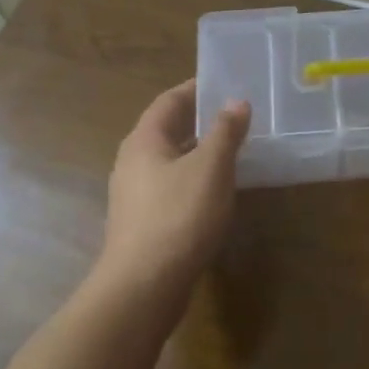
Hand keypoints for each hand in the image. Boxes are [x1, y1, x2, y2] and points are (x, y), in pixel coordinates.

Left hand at [101, 79, 249, 301]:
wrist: (144, 285)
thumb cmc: (179, 215)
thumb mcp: (211, 167)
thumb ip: (225, 132)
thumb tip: (236, 102)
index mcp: (144, 140)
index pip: (169, 101)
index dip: (196, 89)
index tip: (224, 83)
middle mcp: (132, 162)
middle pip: (166, 129)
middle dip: (199, 120)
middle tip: (235, 116)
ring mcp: (133, 195)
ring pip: (169, 161)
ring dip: (198, 152)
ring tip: (232, 151)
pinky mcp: (142, 222)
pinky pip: (170, 187)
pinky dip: (193, 179)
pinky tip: (215, 192)